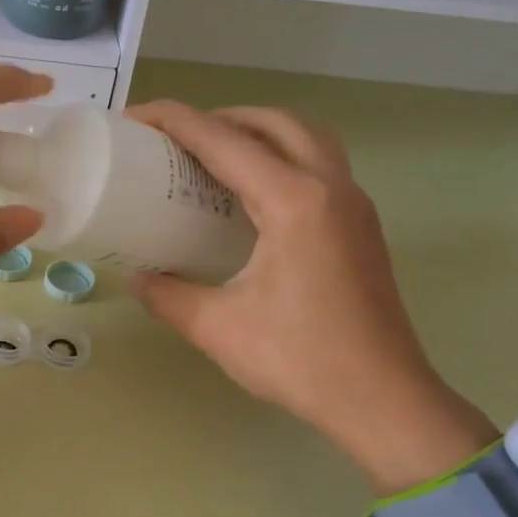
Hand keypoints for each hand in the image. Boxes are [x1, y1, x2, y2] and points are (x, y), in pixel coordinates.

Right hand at [127, 101, 493, 490]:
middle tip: (177, 140)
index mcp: (293, 202)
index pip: (224, 140)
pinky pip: (319, 166)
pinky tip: (251, 198)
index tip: (135, 118)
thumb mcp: (217, 328)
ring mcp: (353, 205)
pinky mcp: (361, 226)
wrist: (382, 399)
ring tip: (215, 158)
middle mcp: (330, 187)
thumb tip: (137, 278)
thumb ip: (168, 296)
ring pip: (306, 138)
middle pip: (274, 122)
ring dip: (258, 132)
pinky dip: (281, 158)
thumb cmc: (300, 360)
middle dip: (221, 117)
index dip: (175, 120)